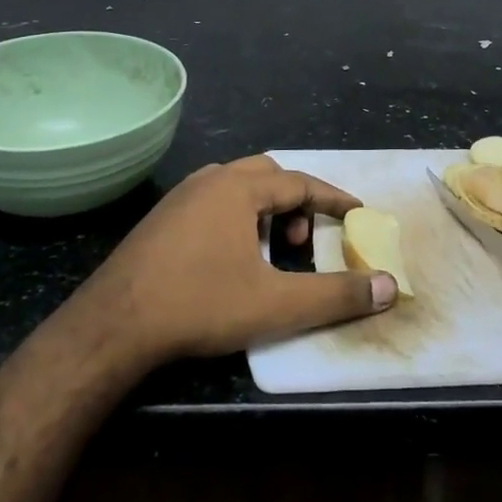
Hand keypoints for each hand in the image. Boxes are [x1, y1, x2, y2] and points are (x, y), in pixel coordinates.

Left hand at [85, 154, 394, 364]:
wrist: (112, 326)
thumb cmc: (200, 304)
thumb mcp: (277, 305)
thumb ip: (336, 295)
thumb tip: (388, 287)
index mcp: (239, 188)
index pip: (300, 182)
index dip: (333, 198)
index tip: (358, 213)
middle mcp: (209, 180)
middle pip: (267, 175)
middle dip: (295, 201)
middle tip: (305, 238)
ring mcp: (179, 198)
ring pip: (235, 187)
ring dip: (263, 210)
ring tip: (270, 250)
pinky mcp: (159, 220)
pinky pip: (211, 203)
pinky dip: (235, 218)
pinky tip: (229, 259)